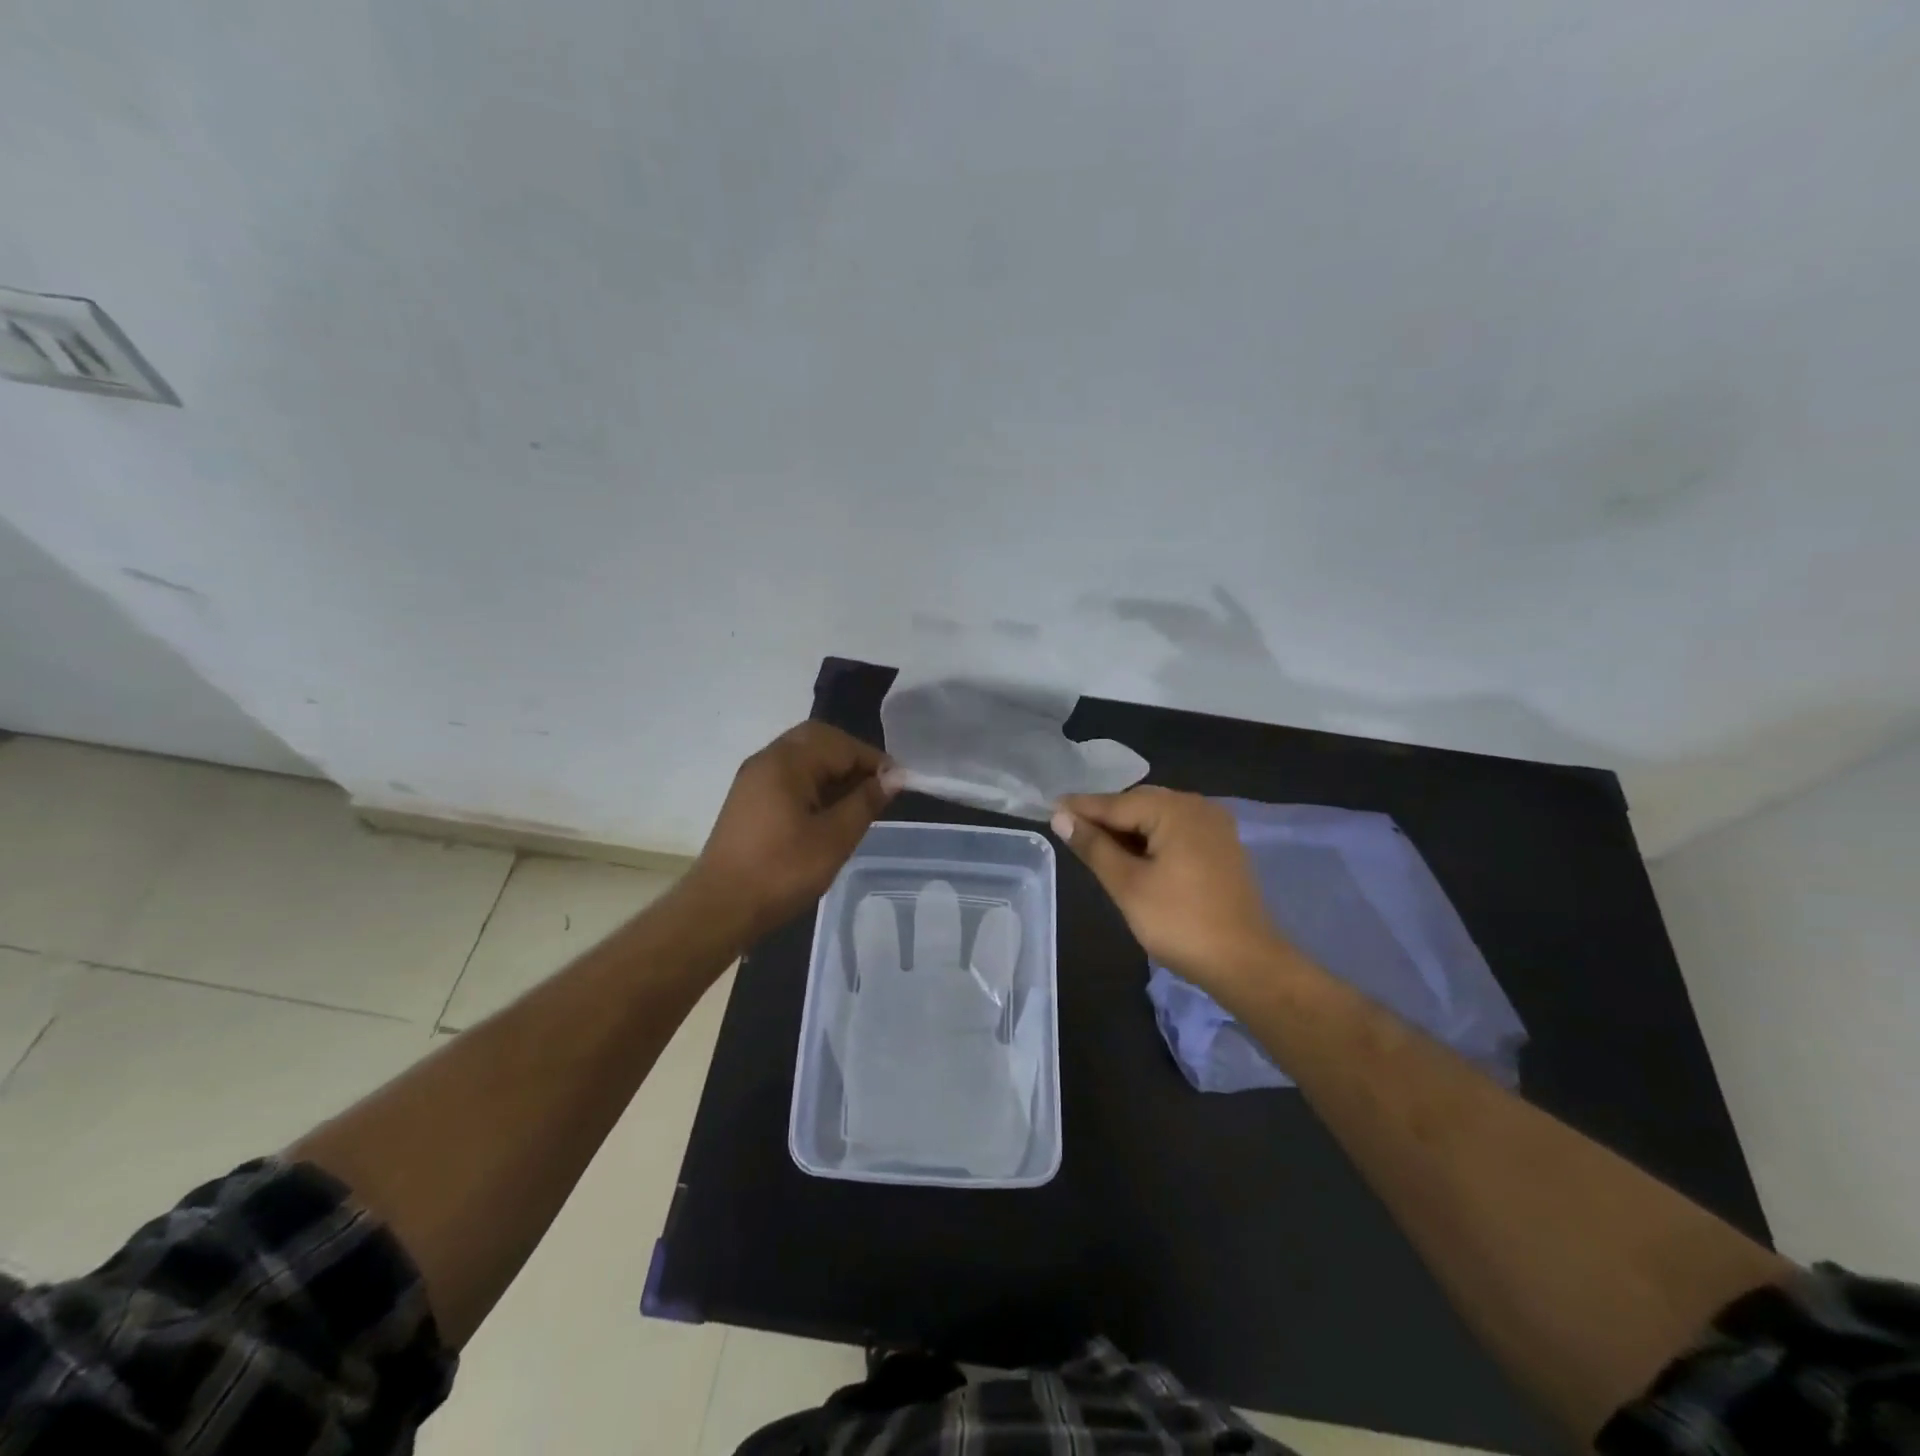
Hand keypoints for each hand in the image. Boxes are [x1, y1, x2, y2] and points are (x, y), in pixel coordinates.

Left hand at [689, 722, 896, 941]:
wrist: (719, 908)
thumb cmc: (782, 871)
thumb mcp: (835, 838)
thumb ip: (866, 801)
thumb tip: (893, 777)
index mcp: (787, 762)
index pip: (841, 744)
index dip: (874, 761)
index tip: (899, 784)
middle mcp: (767, 760)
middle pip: (818, 740)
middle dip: (852, 758)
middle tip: (877, 786)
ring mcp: (754, 779)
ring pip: (802, 757)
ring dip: (833, 770)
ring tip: (858, 801)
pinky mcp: (749, 800)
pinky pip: (788, 776)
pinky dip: (814, 783)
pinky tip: (829, 811)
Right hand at [1053, 787, 1290, 998]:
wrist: (1246, 963)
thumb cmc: (1180, 923)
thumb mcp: (1127, 885)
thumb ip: (1094, 846)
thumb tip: (1061, 818)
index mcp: (1175, 810)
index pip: (1116, 803)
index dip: (1080, 808)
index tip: (1049, 807)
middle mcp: (1198, 807)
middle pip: (1138, 804)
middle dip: (1105, 816)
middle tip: (1069, 829)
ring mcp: (1214, 826)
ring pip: (1157, 817)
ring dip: (1127, 828)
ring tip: (1094, 844)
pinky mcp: (1220, 847)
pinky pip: (1175, 831)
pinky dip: (1150, 838)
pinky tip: (1132, 855)